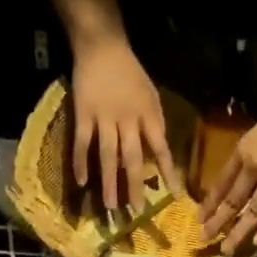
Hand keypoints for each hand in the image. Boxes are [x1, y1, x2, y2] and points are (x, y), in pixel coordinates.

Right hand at [70, 36, 180, 209]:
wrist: (102, 45)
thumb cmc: (130, 73)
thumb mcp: (151, 95)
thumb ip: (154, 123)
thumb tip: (160, 154)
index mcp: (148, 114)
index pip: (161, 148)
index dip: (169, 172)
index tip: (175, 196)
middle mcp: (127, 118)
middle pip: (132, 158)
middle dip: (135, 186)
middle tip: (136, 211)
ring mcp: (104, 117)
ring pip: (107, 155)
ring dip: (109, 182)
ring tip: (110, 206)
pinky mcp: (83, 114)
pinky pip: (81, 143)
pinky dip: (81, 162)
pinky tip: (82, 182)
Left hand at [198, 82, 256, 256]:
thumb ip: (250, 155)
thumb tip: (240, 179)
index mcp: (242, 151)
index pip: (220, 183)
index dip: (209, 203)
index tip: (200, 219)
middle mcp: (254, 165)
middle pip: (232, 201)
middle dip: (216, 223)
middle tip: (204, 240)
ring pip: (252, 210)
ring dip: (238, 232)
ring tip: (226, 250)